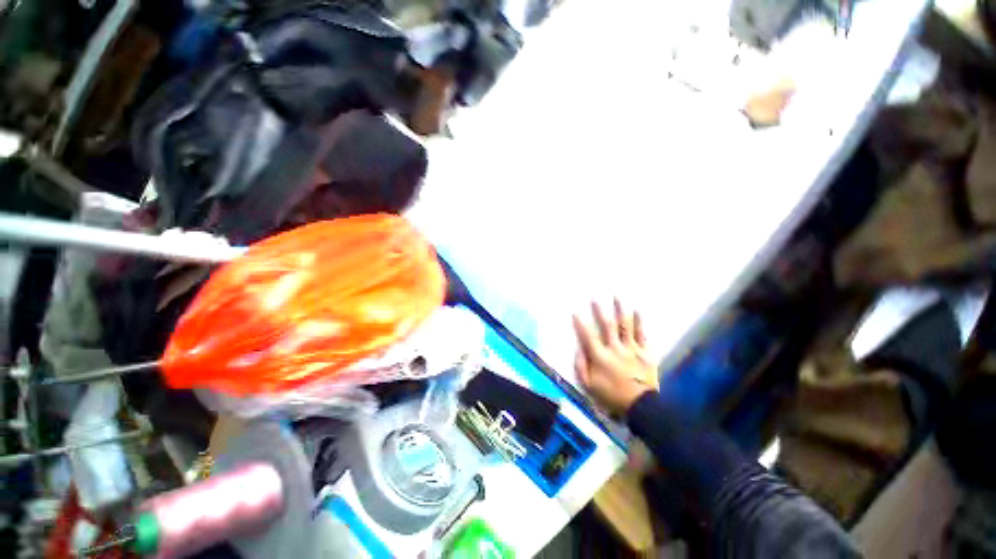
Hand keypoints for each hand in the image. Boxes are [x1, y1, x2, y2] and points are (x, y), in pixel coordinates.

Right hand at [573, 300, 657, 415]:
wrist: (641, 406)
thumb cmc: (612, 396)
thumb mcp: (589, 386)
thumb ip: (581, 366)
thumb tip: (578, 349)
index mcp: (600, 357)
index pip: (588, 336)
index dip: (580, 324)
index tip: (575, 312)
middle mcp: (615, 349)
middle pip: (607, 326)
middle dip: (599, 311)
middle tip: (595, 297)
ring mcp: (632, 349)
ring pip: (625, 326)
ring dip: (620, 310)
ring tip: (617, 297)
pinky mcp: (646, 353)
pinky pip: (642, 334)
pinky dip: (640, 322)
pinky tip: (637, 310)